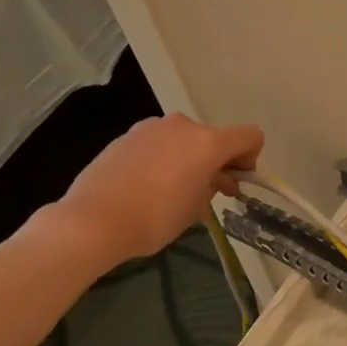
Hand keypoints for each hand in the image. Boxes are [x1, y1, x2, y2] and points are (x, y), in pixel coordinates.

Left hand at [48, 113, 262, 264]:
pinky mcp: (127, 135)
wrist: (96, 219)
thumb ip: (212, 186)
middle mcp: (183, 126)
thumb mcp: (197, 208)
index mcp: (208, 143)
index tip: (235, 182)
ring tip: (176, 188)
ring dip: (190, 158)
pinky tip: (150, 185)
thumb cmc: (157, 218)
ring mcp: (151, 127)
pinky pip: (160, 143)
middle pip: (215, 137)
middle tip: (210, 191)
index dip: (251, 158)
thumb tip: (212, 179)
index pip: (250, 136)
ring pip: (185, 138)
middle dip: (218, 160)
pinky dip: (165, 158)